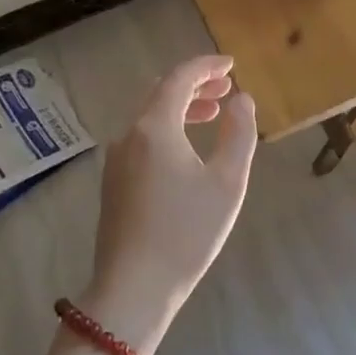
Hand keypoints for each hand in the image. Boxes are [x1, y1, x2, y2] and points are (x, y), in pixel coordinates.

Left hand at [86, 55, 256, 351]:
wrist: (133, 289)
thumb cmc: (186, 233)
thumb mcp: (227, 182)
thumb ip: (239, 134)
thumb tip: (242, 100)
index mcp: (155, 127)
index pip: (180, 78)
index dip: (207, 66)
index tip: (231, 65)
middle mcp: (129, 135)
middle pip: (161, 93)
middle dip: (195, 85)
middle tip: (226, 89)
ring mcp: (116, 159)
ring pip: (150, 116)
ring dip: (181, 107)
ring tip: (212, 114)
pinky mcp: (113, 182)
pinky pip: (142, 138)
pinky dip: (167, 128)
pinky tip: (186, 148)